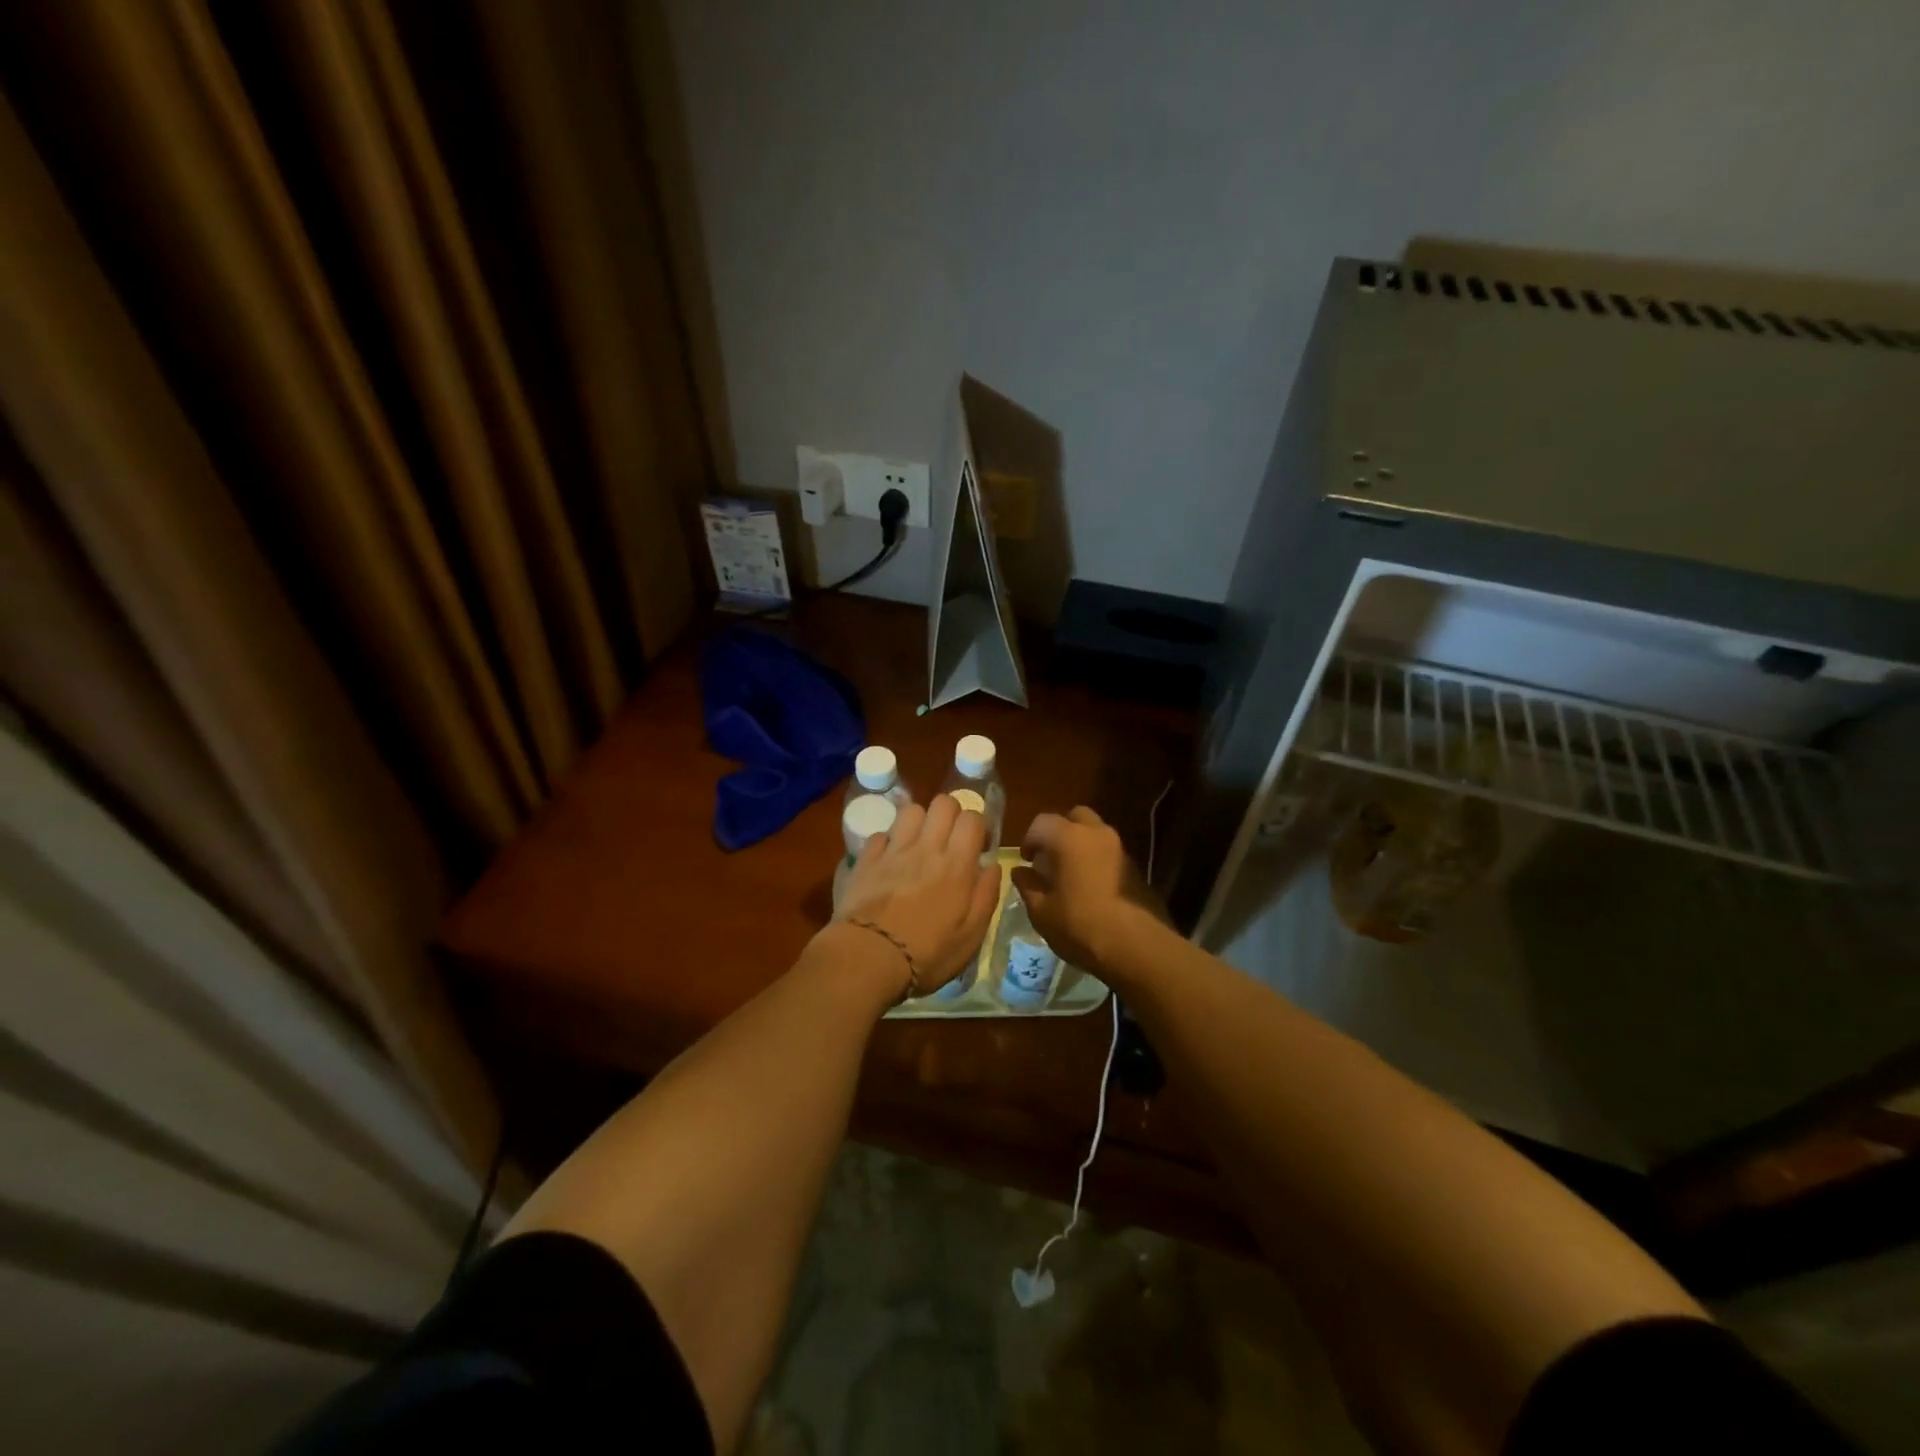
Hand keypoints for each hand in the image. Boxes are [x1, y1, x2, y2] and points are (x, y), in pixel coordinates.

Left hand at [834, 794, 999, 994]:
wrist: (868, 957)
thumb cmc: (927, 953)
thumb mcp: (971, 936)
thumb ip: (987, 895)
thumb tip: (993, 866)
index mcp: (956, 864)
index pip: (972, 818)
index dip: (979, 826)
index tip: (978, 847)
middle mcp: (926, 847)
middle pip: (942, 802)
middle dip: (951, 814)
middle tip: (950, 840)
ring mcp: (893, 850)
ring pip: (911, 810)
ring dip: (920, 822)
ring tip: (920, 845)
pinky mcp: (866, 859)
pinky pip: (881, 834)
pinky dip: (889, 842)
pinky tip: (890, 861)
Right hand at [1012, 806, 1160, 974]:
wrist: (1137, 947)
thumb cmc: (1081, 926)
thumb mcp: (1042, 912)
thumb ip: (1028, 886)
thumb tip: (1020, 872)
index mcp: (1069, 838)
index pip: (1042, 822)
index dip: (1029, 840)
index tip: (1027, 862)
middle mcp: (1097, 834)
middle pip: (1075, 817)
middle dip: (1059, 831)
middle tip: (1050, 858)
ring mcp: (1120, 848)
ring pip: (1096, 832)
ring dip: (1080, 844)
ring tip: (1070, 874)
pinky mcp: (1135, 867)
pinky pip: (1109, 851)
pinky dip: (1097, 859)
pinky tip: (1091, 886)